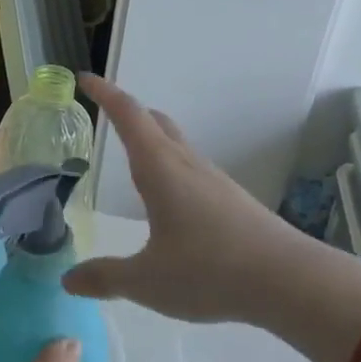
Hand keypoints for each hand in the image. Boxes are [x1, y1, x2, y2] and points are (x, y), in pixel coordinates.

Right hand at [65, 74, 360, 361]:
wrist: (291, 282)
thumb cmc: (209, 271)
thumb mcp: (147, 281)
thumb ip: (105, 277)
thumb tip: (69, 280)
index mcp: (160, 169)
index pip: (128, 116)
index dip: (105, 94)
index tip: (84, 79)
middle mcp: (187, 165)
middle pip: (155, 123)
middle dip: (128, 113)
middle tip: (105, 116)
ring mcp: (215, 181)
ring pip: (177, 146)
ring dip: (152, 142)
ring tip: (133, 162)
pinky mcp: (233, 201)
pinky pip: (192, 170)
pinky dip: (171, 169)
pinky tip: (170, 203)